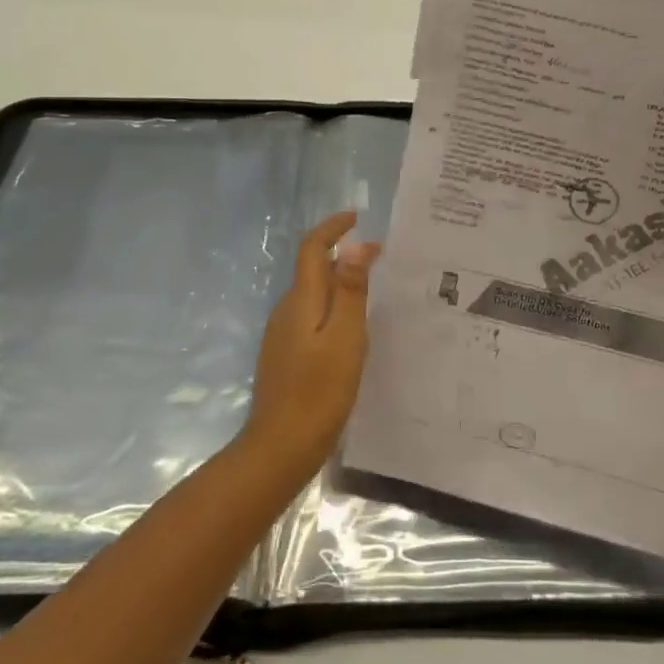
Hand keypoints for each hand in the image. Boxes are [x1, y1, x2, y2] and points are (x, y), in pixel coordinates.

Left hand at [243, 211, 381, 476]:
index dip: (332, 228)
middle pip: (313, 269)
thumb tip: (355, 245)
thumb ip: (350, 291)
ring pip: (314, 295)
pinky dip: (334, 309)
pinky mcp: (286, 355)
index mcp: (302, 300)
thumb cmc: (320, 390)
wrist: (281, 446)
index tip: (356, 217)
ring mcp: (283, 334)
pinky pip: (312, 317)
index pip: (312, 249)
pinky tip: (353, 330)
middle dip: (343, 256)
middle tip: (382, 258)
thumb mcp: (346, 337)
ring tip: (374, 291)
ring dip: (340, 283)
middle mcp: (287, 310)